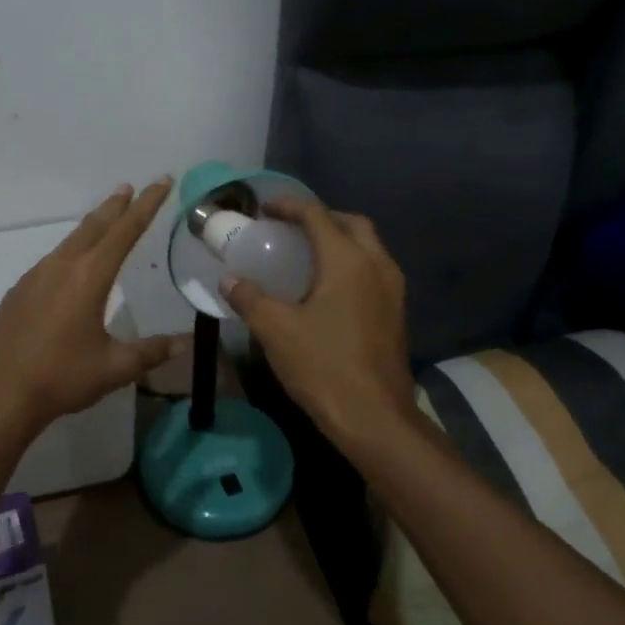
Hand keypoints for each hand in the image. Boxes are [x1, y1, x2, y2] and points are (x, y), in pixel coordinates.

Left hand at [0, 180, 184, 433]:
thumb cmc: (61, 378)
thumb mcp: (114, 368)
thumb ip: (150, 352)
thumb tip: (184, 343)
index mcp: (89, 277)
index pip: (125, 231)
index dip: (147, 205)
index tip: (162, 182)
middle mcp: (61, 266)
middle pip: (94, 226)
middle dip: (116, 206)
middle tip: (131, 188)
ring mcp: (35, 276)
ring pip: (70, 241)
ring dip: (92, 226)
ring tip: (106, 219)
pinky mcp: (18, 291)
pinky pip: (52, 259)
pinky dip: (71, 249)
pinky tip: (71, 264)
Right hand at [220, 197, 417, 446]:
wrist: (374, 417)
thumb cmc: (323, 366)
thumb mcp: (276, 330)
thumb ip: (249, 298)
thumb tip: (228, 279)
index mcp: (347, 261)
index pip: (318, 215)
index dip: (290, 206)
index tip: (266, 209)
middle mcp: (377, 265)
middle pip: (352, 224)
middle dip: (321, 217)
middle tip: (291, 228)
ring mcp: (392, 290)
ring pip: (368, 247)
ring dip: (340, 240)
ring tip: (307, 254)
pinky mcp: (396, 313)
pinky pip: (373, 270)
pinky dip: (351, 264)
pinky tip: (327, 288)